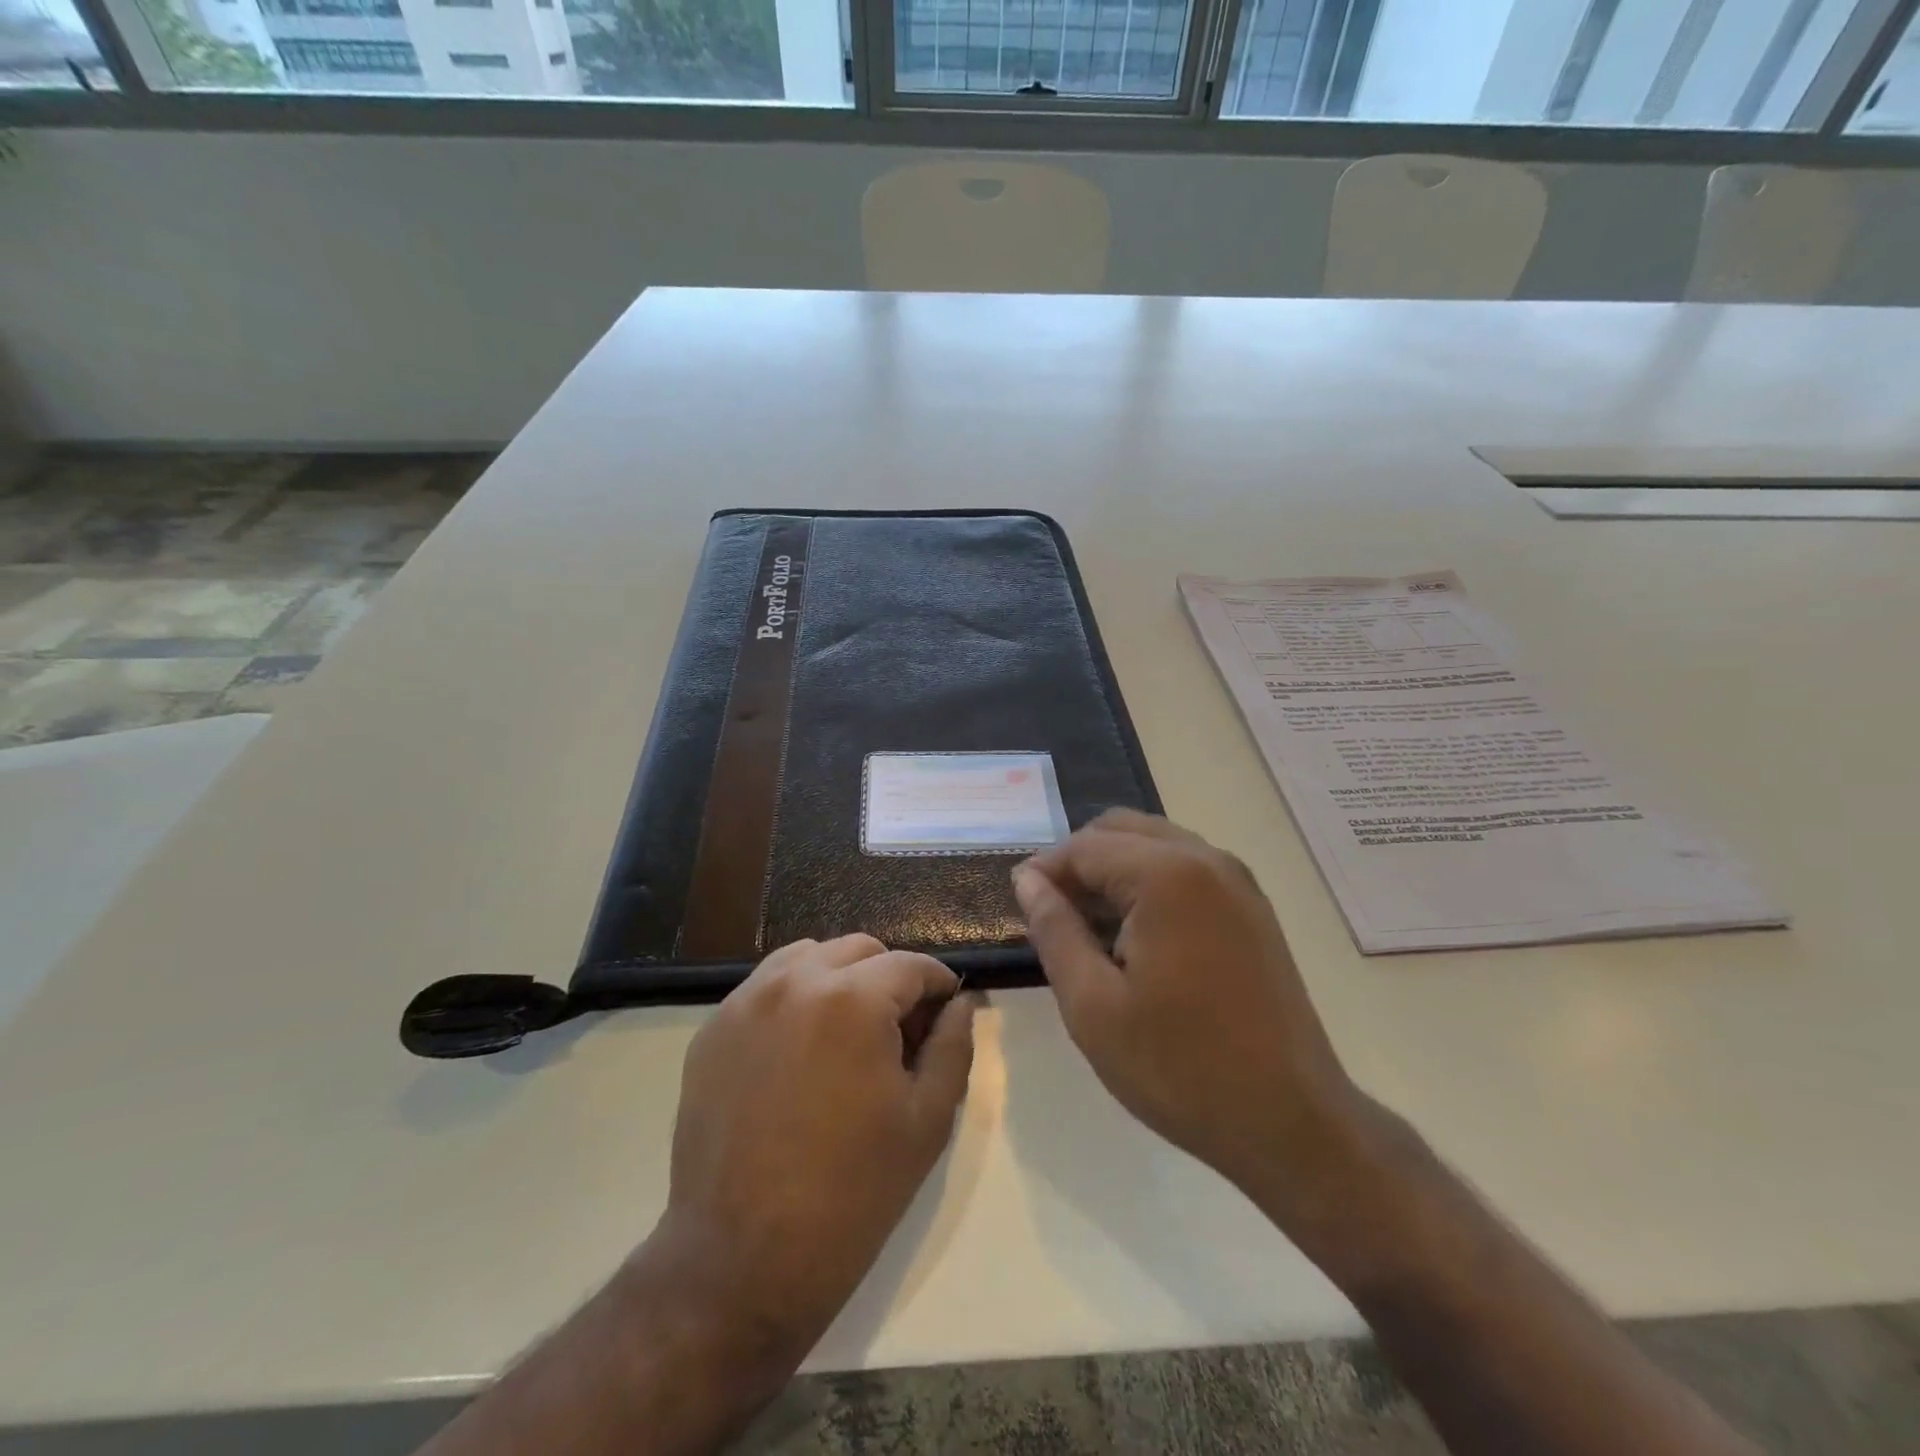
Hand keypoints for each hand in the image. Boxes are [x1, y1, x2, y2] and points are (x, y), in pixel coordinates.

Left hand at [637, 934, 974, 1384]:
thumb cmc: (851, 1195)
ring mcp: (746, 1002)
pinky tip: (800, 1053)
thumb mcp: (928, 1121)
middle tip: (898, 1034)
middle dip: (889, 979)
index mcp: (852, 999)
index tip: (945, 1014)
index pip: (910, 964)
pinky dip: (795, 999)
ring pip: (810, 957)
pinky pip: (767, 988)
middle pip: (860, 950)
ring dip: (840, 980)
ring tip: (848, 1038)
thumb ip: (953, 1046)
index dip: (938, 985)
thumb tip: (960, 1002)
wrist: (739, 1264)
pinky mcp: (713, 1030)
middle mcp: (795, 982)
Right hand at [1012, 810, 1366, 1220]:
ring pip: (1155, 844)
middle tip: (1052, 914)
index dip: (1044, 870)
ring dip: (1114, 870)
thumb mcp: (1092, 1006)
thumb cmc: (1180, 1067)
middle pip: (1121, 830)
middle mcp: (1206, 859)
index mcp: (1167, 875)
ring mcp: (1237, 881)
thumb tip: (1027, 880)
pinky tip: (1136, 935)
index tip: (1019, 904)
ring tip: (1089, 927)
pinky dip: (1149, 883)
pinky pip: (1186, 868)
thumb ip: (1054, 930)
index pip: (1085, 847)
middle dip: (1078, 862)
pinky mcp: (1252, 907)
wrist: (1291, 1122)